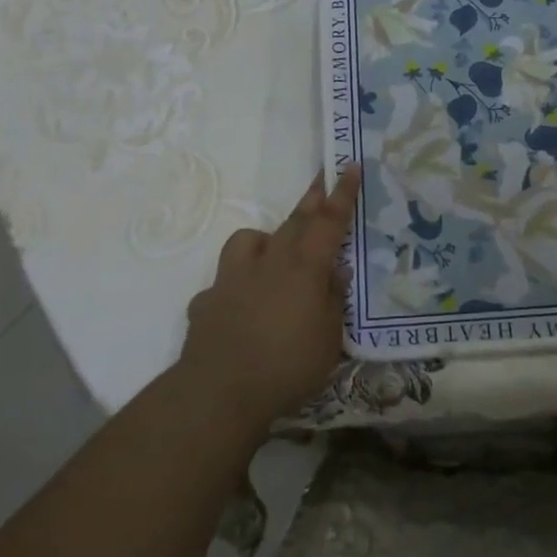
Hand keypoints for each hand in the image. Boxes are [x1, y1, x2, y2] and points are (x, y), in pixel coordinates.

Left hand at [177, 167, 359, 429]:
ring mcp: (232, 278)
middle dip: (311, 200)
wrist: (219, 392)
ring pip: (249, 240)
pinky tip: (240, 306)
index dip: (342, 193)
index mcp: (304, 267)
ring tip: (273, 254)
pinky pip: (224, 282)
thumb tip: (337, 272)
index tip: (349, 165)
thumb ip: (333, 300)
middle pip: (294, 222)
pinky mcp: (207, 300)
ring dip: (265, 239)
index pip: (329, 221)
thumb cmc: (288, 365)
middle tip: (321, 181)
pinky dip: (236, 287)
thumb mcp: (330, 338)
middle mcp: (268, 262)